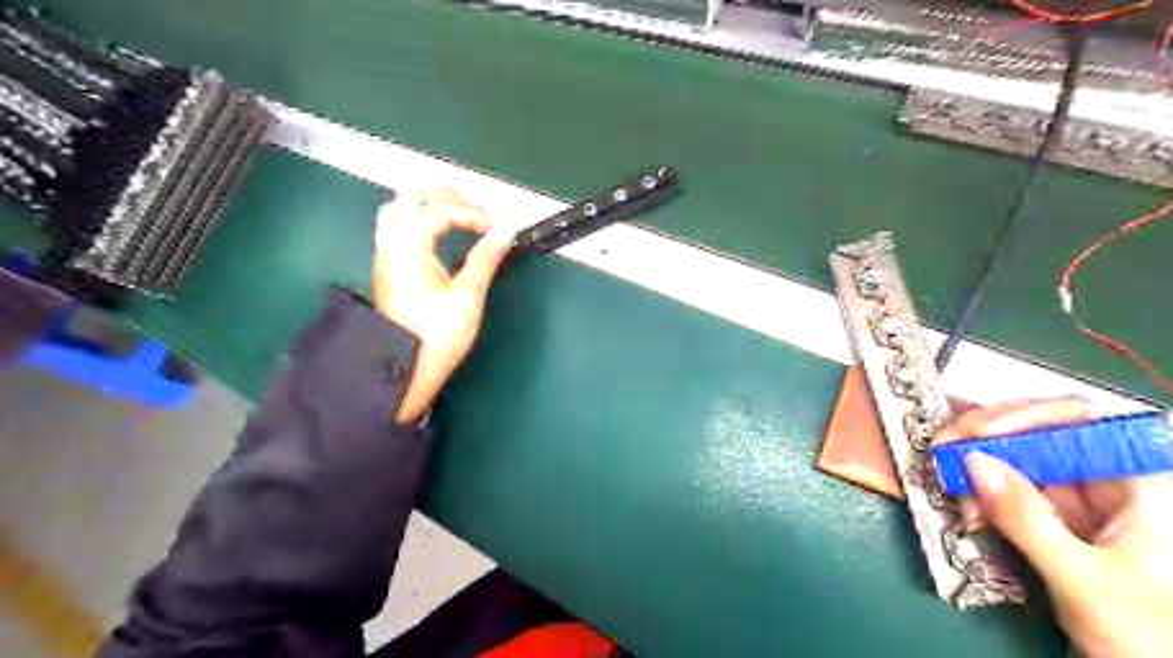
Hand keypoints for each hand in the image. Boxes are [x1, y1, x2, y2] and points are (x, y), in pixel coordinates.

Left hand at [372, 185, 509, 420]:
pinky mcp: (390, 271)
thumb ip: (486, 258)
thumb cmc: (438, 336)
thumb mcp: (468, 296)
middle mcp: (391, 247)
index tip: (496, 228)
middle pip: (408, 198)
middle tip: (474, 206)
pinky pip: (396, 230)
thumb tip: (506, 230)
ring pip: (397, 212)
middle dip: (443, 195)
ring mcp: (386, 259)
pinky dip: (417, 221)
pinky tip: (438, 235)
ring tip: (457, 215)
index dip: (471, 214)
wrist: (406, 370)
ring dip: (426, 205)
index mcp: (408, 249)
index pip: (438, 212)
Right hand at [937, 399, 1172, 656]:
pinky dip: (982, 498)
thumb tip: (973, 463)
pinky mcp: (1059, 525)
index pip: (1077, 421)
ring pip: (1017, 464)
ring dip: (977, 473)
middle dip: (985, 443)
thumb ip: (1027, 519)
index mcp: (1140, 485)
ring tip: (955, 492)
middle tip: (943, 452)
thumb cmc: (1152, 639)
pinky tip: (969, 511)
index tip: (973, 434)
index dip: (1021, 416)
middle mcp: (1109, 485)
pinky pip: (1011, 495)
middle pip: (1038, 436)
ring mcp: (1082, 505)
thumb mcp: (1084, 578)